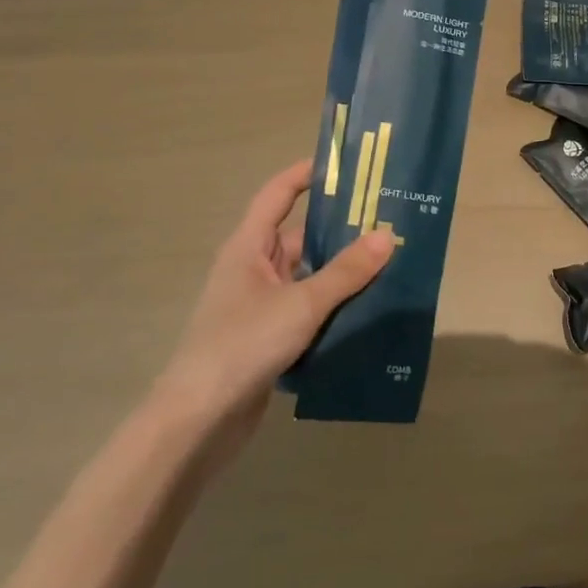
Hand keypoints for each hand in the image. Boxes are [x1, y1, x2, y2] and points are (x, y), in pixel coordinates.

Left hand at [156, 159, 392, 456]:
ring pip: (307, 278)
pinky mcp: (268, 339)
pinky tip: (367, 314)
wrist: (198, 422)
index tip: (345, 165)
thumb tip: (387, 235)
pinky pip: (307, 311)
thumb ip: (345, 272)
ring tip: (389, 267)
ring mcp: (259, 306)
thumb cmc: (243, 345)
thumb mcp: (301, 304)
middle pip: (300, 237)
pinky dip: (333, 309)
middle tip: (387, 222)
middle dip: (340, 231)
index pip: (278, 194)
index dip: (306, 174)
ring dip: (341, 275)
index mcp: (249, 247)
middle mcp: (253, 269)